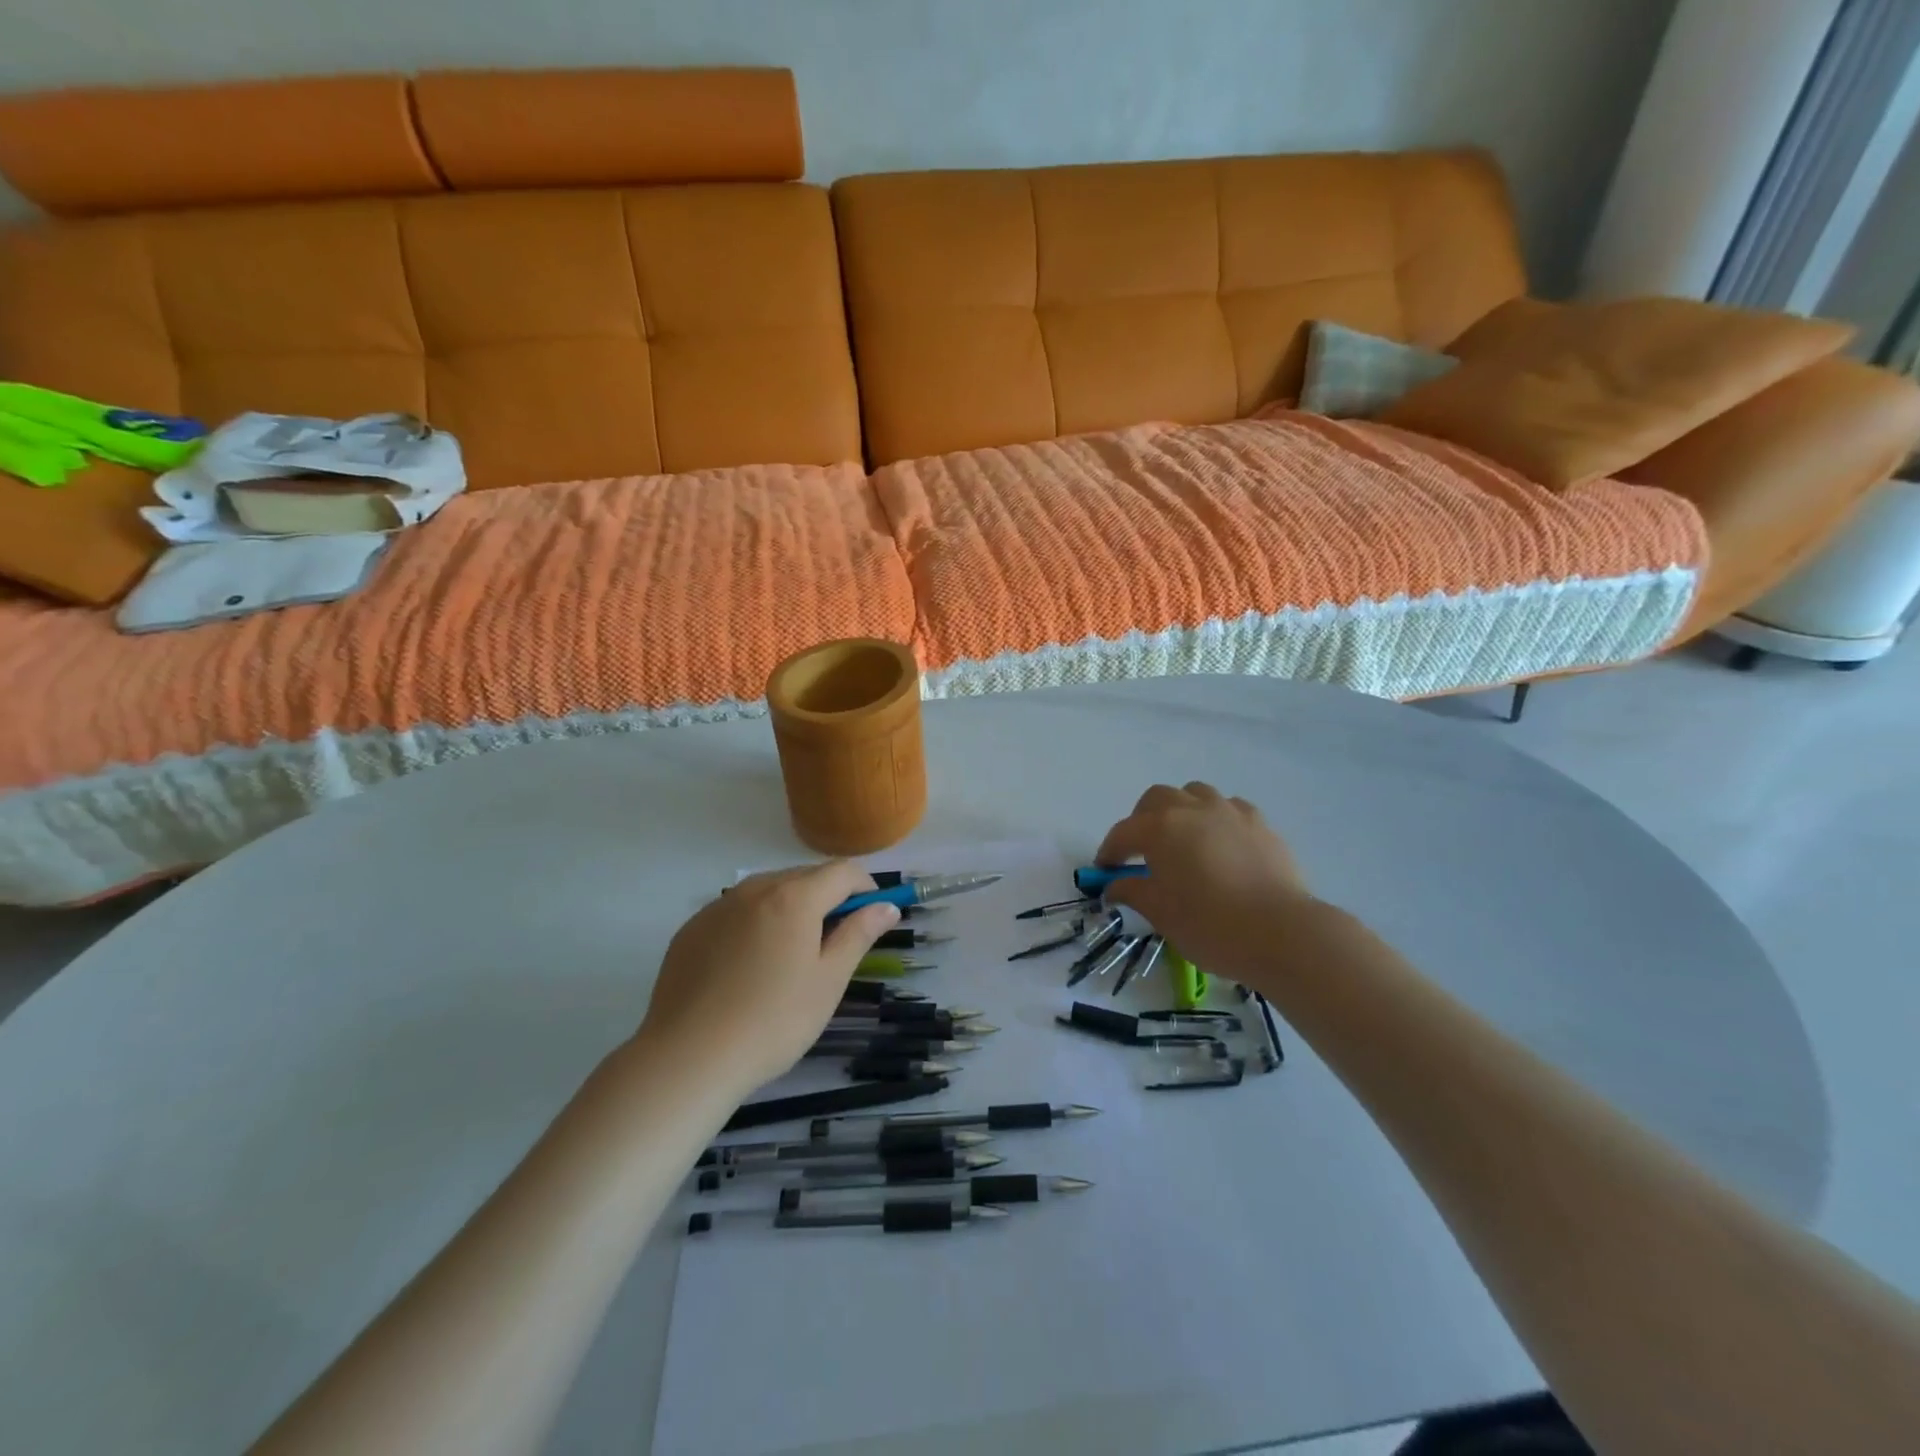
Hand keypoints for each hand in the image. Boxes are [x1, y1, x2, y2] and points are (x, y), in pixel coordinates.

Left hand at [636, 863, 899, 1092]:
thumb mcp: (828, 980)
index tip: (872, 916)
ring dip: (790, 908)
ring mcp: (718, 907)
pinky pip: (736, 912)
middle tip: (834, 943)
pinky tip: (749, 967)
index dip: (865, 888)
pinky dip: (755, 923)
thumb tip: (887, 906)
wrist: (689, 1058)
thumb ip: (859, 934)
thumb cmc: (774, 1021)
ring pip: (768, 892)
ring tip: (791, 956)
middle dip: (828, 898)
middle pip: (804, 877)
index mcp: (794, 897)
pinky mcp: (692, 929)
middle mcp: (755, 889)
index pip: (842, 872)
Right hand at [1096, 782, 1316, 987]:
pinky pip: (1229, 808)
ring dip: (1181, 810)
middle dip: (1142, 820)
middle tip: (1142, 851)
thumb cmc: (1209, 924)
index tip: (1105, 872)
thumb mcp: (1160, 913)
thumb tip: (1114, 885)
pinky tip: (1220, 843)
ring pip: (1195, 794)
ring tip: (1183, 840)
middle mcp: (1191, 809)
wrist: (1280, 931)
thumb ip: (1132, 891)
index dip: (1109, 852)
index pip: (1123, 834)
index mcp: (1160, 828)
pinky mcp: (1259, 823)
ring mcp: (1229, 811)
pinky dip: (1216, 819)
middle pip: (1156, 799)